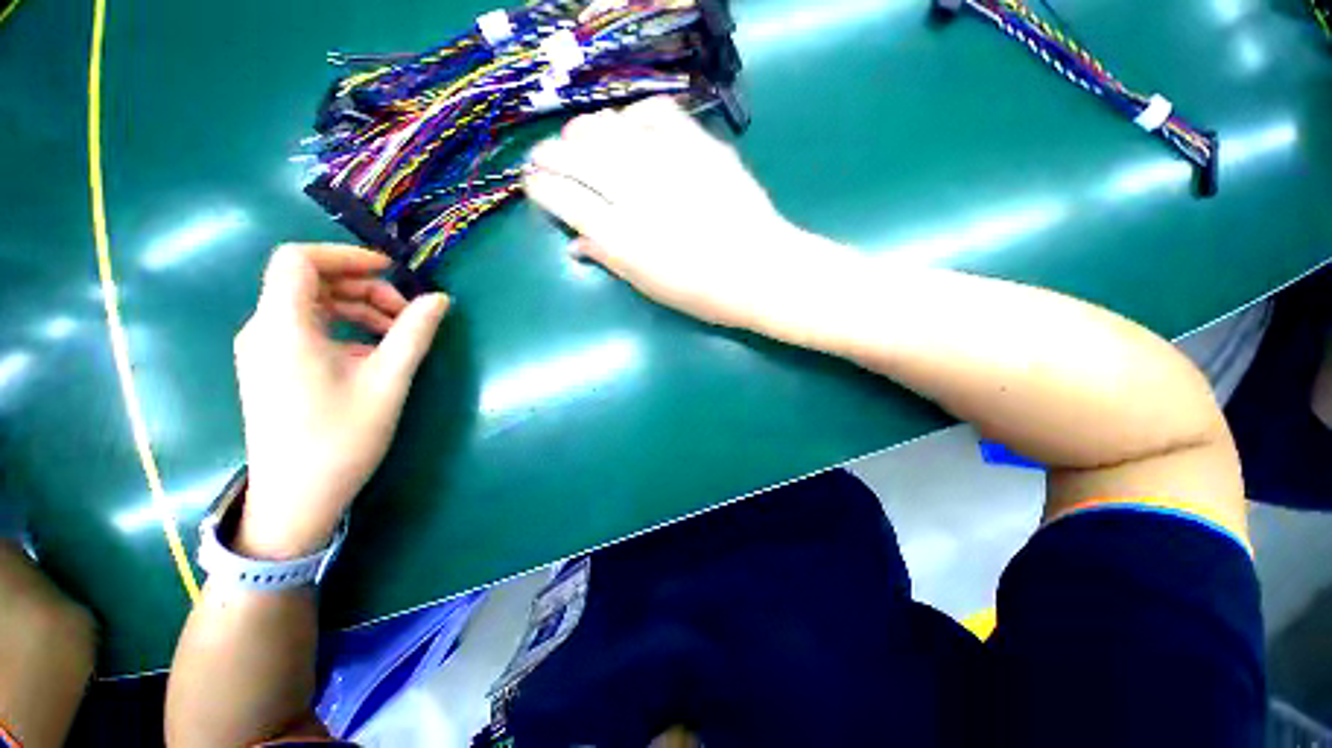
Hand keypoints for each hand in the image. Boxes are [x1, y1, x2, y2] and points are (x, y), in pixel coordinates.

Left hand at [232, 244, 448, 558]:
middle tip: (406, 314)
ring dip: (357, 309)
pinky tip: (372, 354)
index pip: (299, 259)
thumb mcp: (388, 381)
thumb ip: (414, 333)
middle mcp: (263, 330)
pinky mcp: (270, 367)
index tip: (392, 273)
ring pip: (310, 305)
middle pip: (310, 282)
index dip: (346, 255)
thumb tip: (439, 299)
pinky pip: (306, 328)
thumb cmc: (341, 438)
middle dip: (363, 288)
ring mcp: (263, 350)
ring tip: (396, 335)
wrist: (296, 499)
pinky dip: (343, 327)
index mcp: (283, 327)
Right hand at [523, 96, 812, 329]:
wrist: (761, 271)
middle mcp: (634, 193)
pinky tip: (631, 131)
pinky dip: (632, 117)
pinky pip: (651, 111)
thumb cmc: (703, 293)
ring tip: (585, 144)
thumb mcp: (649, 286)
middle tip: (549, 161)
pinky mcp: (697, 144)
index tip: (537, 185)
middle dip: (549, 155)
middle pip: (572, 155)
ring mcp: (666, 163)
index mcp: (620, 236)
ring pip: (604, 127)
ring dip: (584, 133)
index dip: (539, 186)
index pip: (560, 196)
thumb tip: (575, 244)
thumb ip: (609, 259)